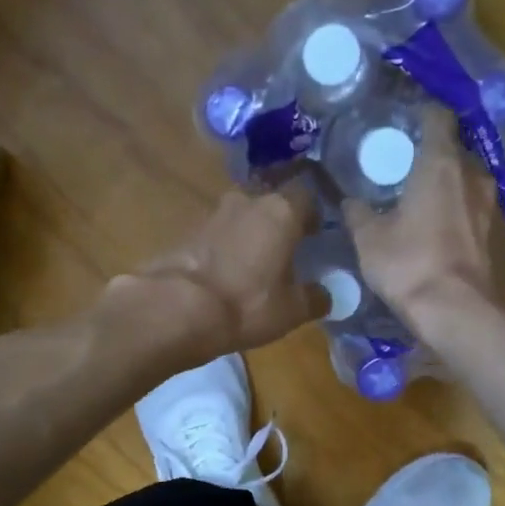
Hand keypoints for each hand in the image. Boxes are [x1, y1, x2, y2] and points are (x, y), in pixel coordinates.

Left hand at [119, 176, 326, 355]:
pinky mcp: (186, 231)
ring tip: (254, 263)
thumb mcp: (292, 310)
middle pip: (270, 202)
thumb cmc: (247, 304)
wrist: (177, 308)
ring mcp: (212, 213)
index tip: (315, 234)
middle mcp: (247, 201)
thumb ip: (315, 297)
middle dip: (278, 222)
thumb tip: (327, 295)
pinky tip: (225, 272)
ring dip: (249, 234)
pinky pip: (216, 234)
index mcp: (281, 211)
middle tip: (285, 249)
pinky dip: (224, 248)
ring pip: (241, 216)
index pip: (306, 195)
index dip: (312, 214)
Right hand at [344, 111, 504, 335]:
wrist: (461, 314)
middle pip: (455, 152)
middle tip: (407, 172)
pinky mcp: (503, 236)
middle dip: (434, 158)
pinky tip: (444, 235)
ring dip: (450, 189)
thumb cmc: (410, 266)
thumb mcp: (369, 241)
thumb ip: (358, 214)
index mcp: (441, 164)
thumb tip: (349, 201)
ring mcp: (494, 206)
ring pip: (469, 184)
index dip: (422, 115)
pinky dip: (462, 216)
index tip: (405, 123)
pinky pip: (478, 213)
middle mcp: (474, 176)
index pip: (438, 118)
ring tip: (425, 205)